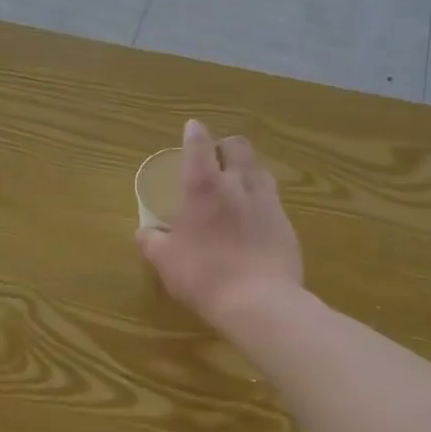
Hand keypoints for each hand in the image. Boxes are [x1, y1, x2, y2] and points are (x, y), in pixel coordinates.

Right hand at [136, 118, 303, 324]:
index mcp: (204, 187)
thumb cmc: (204, 275)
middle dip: (225, 145)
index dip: (194, 133)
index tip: (192, 128)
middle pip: (238, 147)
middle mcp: (238, 184)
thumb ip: (152, 241)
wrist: (261, 303)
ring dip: (247, 167)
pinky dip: (261, 197)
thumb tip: (143, 232)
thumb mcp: (165, 261)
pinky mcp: (287, 224)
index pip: (199, 145)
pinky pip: (273, 198)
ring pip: (260, 168)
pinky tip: (255, 215)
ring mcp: (267, 202)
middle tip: (216, 156)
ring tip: (237, 181)